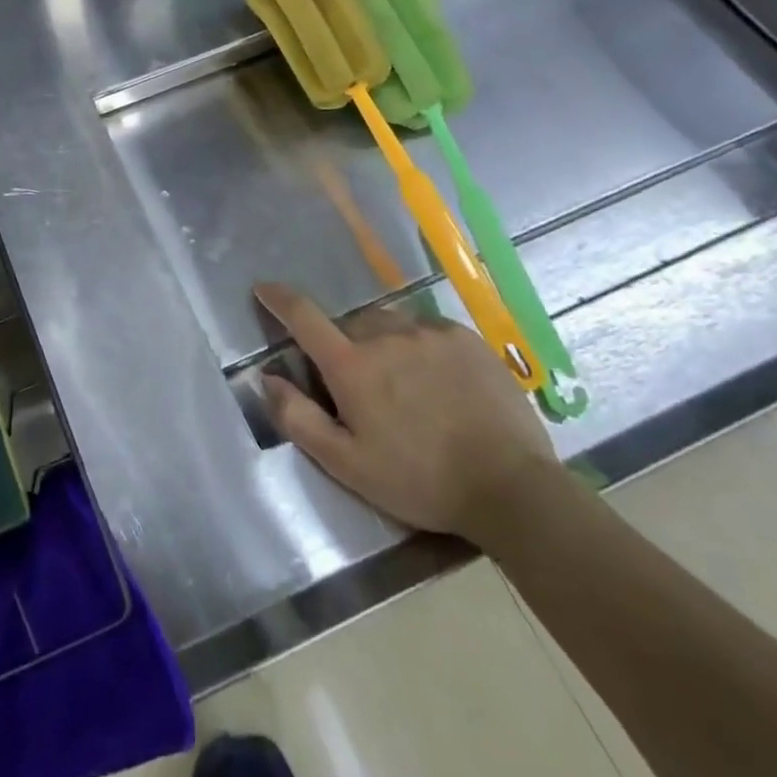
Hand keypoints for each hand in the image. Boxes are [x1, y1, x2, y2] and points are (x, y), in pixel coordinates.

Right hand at [257, 282, 559, 543]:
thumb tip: (266, 378)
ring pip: (387, 324)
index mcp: (351, 365)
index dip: (278, 298)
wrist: (512, 488)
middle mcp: (384, 335)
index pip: (303, 316)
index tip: (264, 288)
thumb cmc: (420, 481)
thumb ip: (299, 419)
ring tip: (401, 384)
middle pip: (348, 325)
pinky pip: (425, 329)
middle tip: (358, 386)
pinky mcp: (464, 338)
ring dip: (381, 344)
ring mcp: (427, 332)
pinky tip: (436, 381)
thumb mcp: (348, 465)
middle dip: (343, 346)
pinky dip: (418, 346)